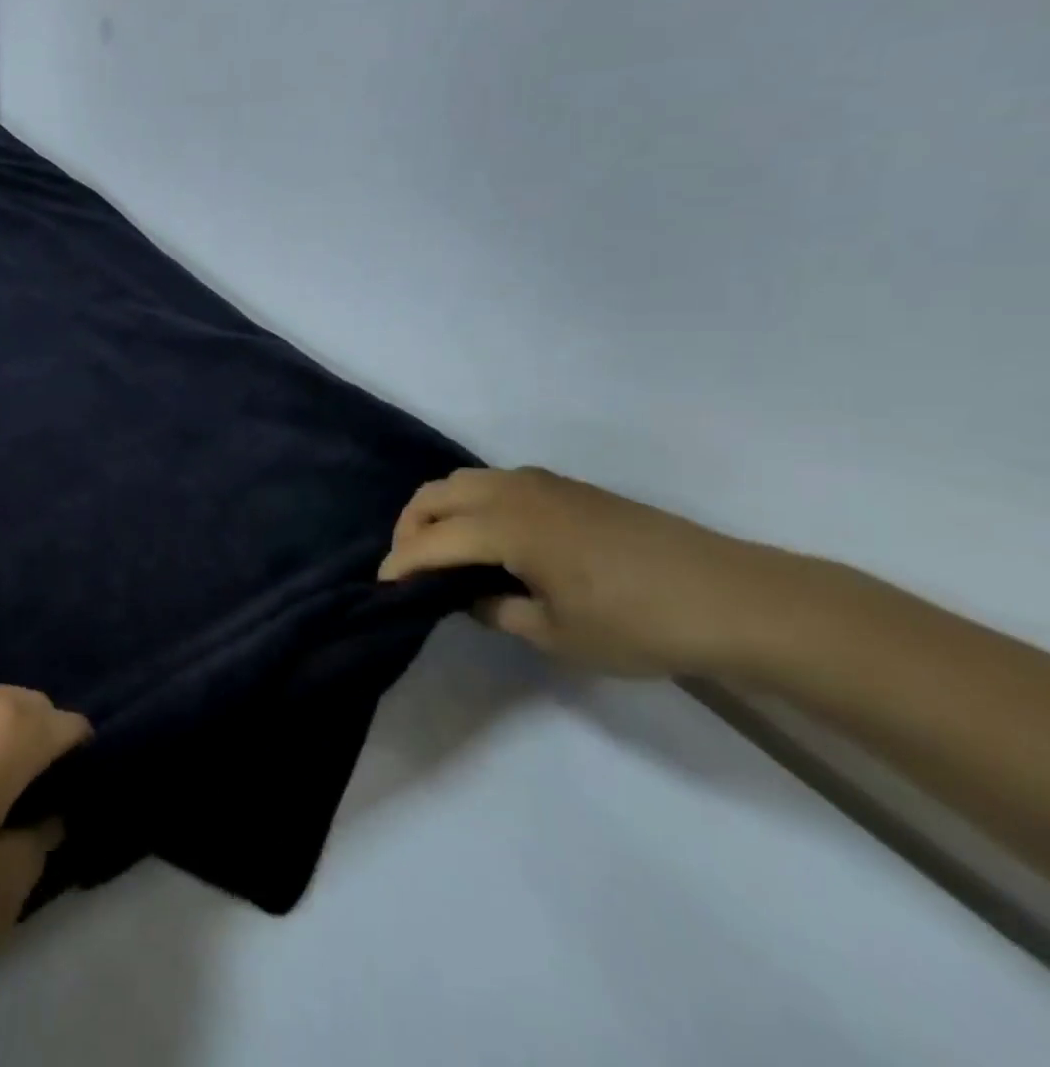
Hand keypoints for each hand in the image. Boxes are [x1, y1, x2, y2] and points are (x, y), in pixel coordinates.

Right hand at [377, 467, 798, 676]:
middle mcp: (514, 491)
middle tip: (408, 565)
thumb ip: (497, 610)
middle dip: (410, 527)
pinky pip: (496, 482)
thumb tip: (469, 595)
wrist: (733, 597)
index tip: (382, 587)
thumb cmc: (637, 623)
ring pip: (464, 481)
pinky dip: (472, 503)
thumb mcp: (557, 634)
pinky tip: (489, 538)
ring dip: (440, 510)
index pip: (432, 541)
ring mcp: (543, 483)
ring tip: (443, 550)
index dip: (401, 564)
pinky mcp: (567, 486)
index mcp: (505, 526)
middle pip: (436, 494)